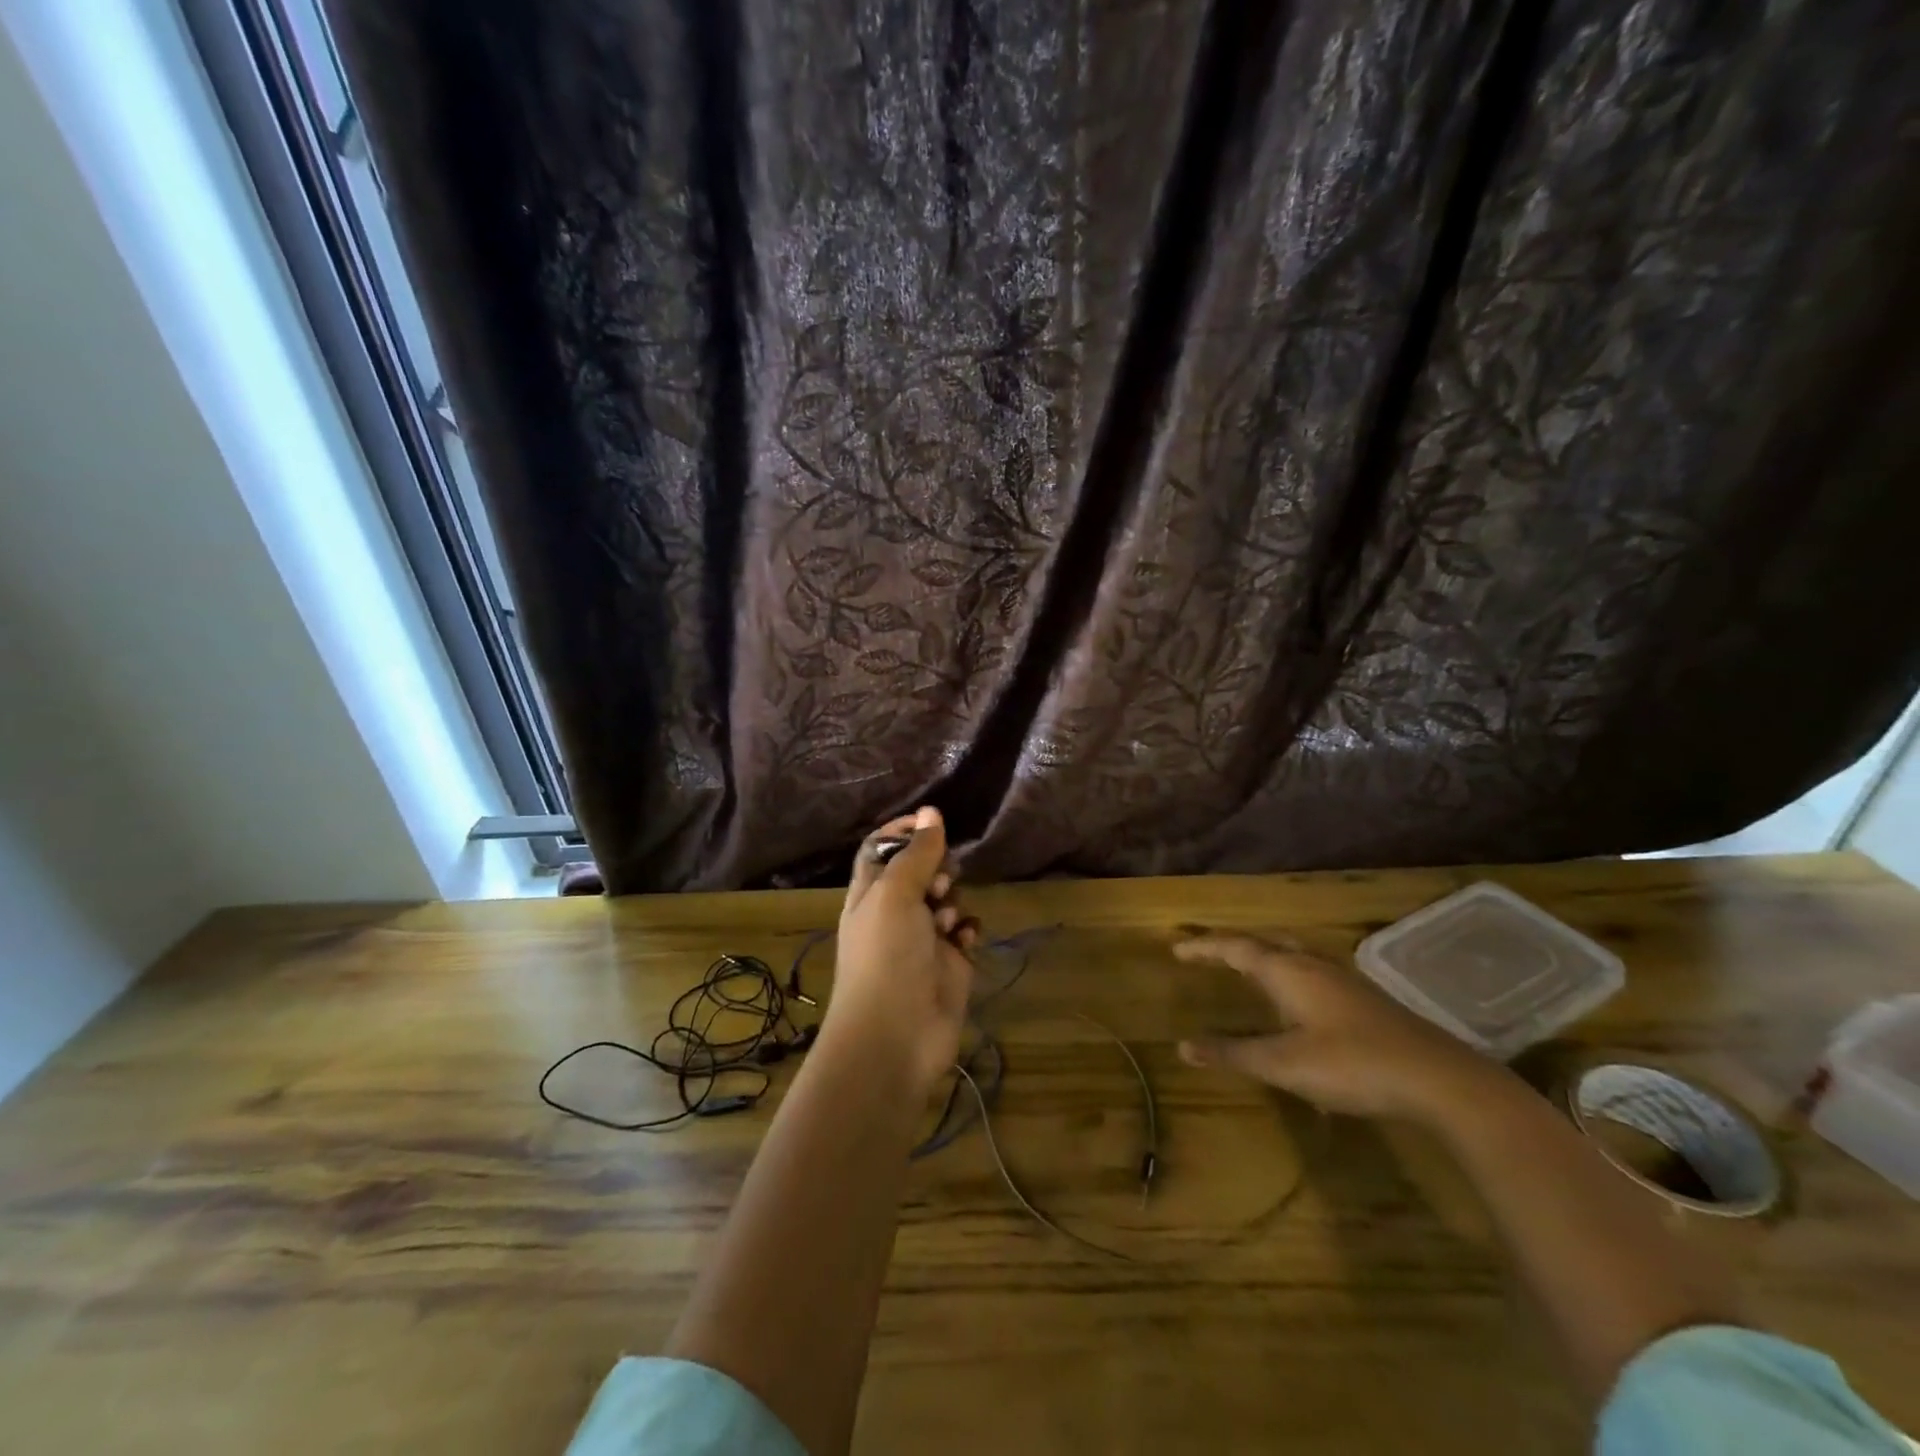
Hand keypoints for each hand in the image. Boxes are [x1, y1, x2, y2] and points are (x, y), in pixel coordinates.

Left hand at [826, 807, 977, 1097]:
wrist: (896, 1037)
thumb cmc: (886, 957)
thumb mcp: (895, 895)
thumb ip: (916, 853)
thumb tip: (931, 811)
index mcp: (870, 893)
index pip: (882, 847)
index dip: (904, 831)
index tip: (931, 823)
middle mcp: (895, 912)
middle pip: (921, 870)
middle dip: (937, 868)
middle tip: (940, 882)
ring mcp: (923, 939)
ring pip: (947, 899)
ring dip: (953, 901)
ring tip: (947, 921)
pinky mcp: (950, 963)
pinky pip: (964, 932)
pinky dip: (967, 930)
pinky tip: (964, 940)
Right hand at [1175, 933, 1511, 1125]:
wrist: (1439, 1079)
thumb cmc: (1352, 1065)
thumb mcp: (1284, 1065)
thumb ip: (1234, 1054)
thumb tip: (1183, 1046)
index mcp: (1287, 971)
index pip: (1235, 948)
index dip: (1204, 948)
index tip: (1177, 951)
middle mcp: (1312, 965)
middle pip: (1265, 943)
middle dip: (1233, 945)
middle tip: (1210, 953)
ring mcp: (1343, 979)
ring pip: (1293, 955)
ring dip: (1264, 956)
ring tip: (1248, 968)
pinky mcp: (1365, 999)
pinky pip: (1312, 971)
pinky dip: (1289, 973)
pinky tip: (1298, 1001)